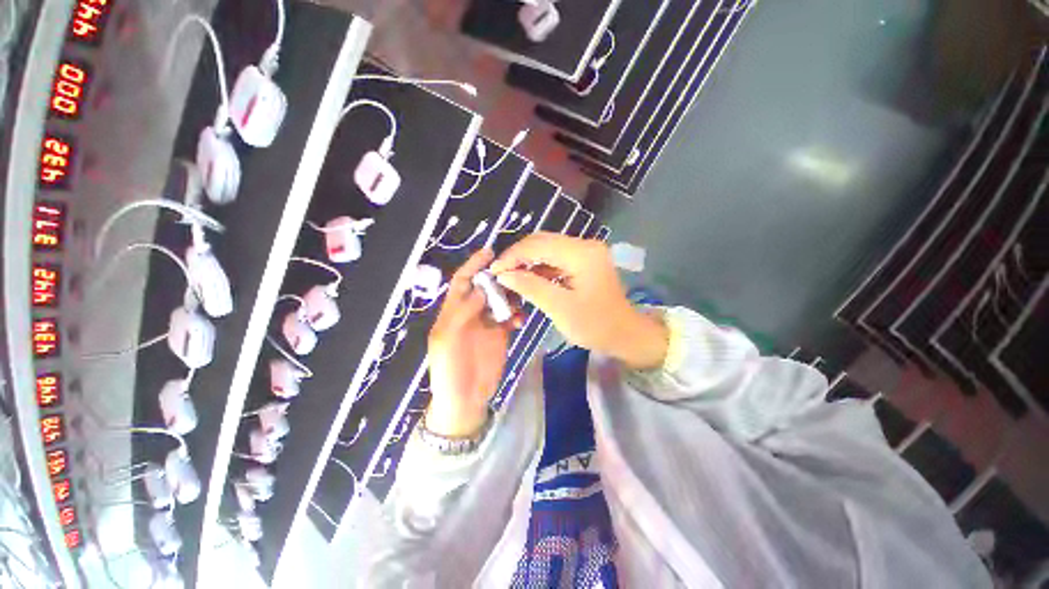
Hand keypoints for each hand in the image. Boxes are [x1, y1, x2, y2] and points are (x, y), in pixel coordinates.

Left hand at [427, 249, 520, 436]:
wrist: (465, 399)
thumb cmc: (449, 370)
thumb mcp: (447, 340)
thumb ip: (462, 312)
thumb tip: (481, 288)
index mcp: (452, 312)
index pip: (462, 281)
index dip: (473, 265)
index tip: (489, 252)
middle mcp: (470, 313)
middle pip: (484, 287)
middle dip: (497, 278)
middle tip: (515, 273)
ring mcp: (486, 323)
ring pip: (500, 300)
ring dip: (510, 296)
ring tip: (521, 297)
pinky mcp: (500, 334)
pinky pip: (510, 318)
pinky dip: (516, 314)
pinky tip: (521, 320)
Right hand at [490, 233, 667, 369]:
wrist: (625, 334)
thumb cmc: (595, 325)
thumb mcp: (560, 308)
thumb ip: (531, 287)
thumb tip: (503, 274)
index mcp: (581, 253)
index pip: (538, 245)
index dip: (512, 256)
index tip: (493, 271)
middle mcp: (584, 245)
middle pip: (542, 241)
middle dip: (518, 256)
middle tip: (499, 273)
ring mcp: (585, 252)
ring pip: (547, 248)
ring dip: (527, 261)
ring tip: (509, 276)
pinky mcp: (583, 261)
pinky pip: (555, 258)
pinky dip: (538, 267)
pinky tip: (527, 278)